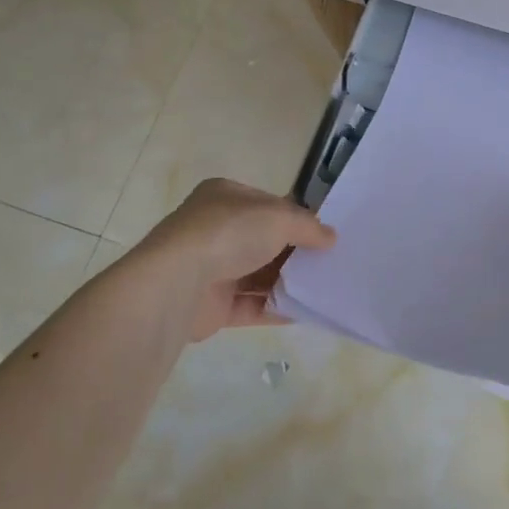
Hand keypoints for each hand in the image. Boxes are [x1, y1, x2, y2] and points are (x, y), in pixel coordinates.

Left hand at [126, 179, 335, 341]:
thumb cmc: (229, 234)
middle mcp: (215, 230)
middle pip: (264, 241)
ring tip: (323, 288)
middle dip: (294, 252)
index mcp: (225, 197)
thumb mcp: (280, 217)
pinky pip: (251, 306)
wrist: (178, 283)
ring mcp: (210, 268)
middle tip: (328, 262)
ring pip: (258, 274)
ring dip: (287, 281)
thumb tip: (331, 238)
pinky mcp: (211, 305)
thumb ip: (308, 226)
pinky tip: (304, 311)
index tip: (323, 234)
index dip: (296, 217)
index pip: (268, 204)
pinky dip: (276, 307)